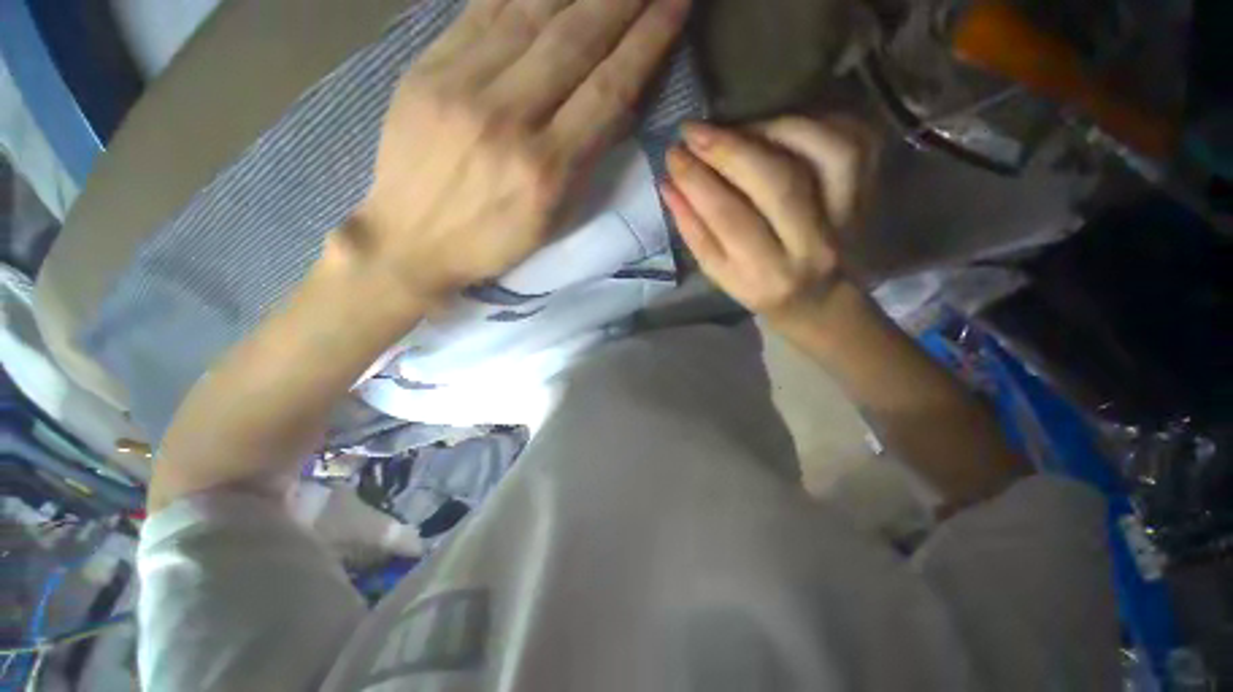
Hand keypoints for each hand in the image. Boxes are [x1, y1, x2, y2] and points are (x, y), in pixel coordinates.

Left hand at [340, 0, 690, 305]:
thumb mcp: (552, 220)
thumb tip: (616, 101)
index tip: (676, 5)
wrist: (411, 239)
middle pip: (576, 40)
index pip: (608, 90)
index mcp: (546, 170)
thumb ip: (585, 162)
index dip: (647, 43)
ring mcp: (462, 85)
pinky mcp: (428, 67)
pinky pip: (481, 8)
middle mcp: (509, 119)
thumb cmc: (493, 241)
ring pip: (532, 13)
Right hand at [662, 117, 877, 324]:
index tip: (673, 155)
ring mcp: (849, 216)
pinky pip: (853, 140)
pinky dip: (815, 123)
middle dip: (729, 149)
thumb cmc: (759, 289)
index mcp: (767, 274)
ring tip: (737, 129)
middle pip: (777, 182)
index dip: (698, 180)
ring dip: (773, 129)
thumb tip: (669, 185)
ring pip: (823, 153)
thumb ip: (694, 232)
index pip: (729, 217)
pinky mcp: (869, 192)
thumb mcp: (720, 274)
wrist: (818, 300)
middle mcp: (813, 246)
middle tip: (694, 130)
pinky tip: (780, 126)